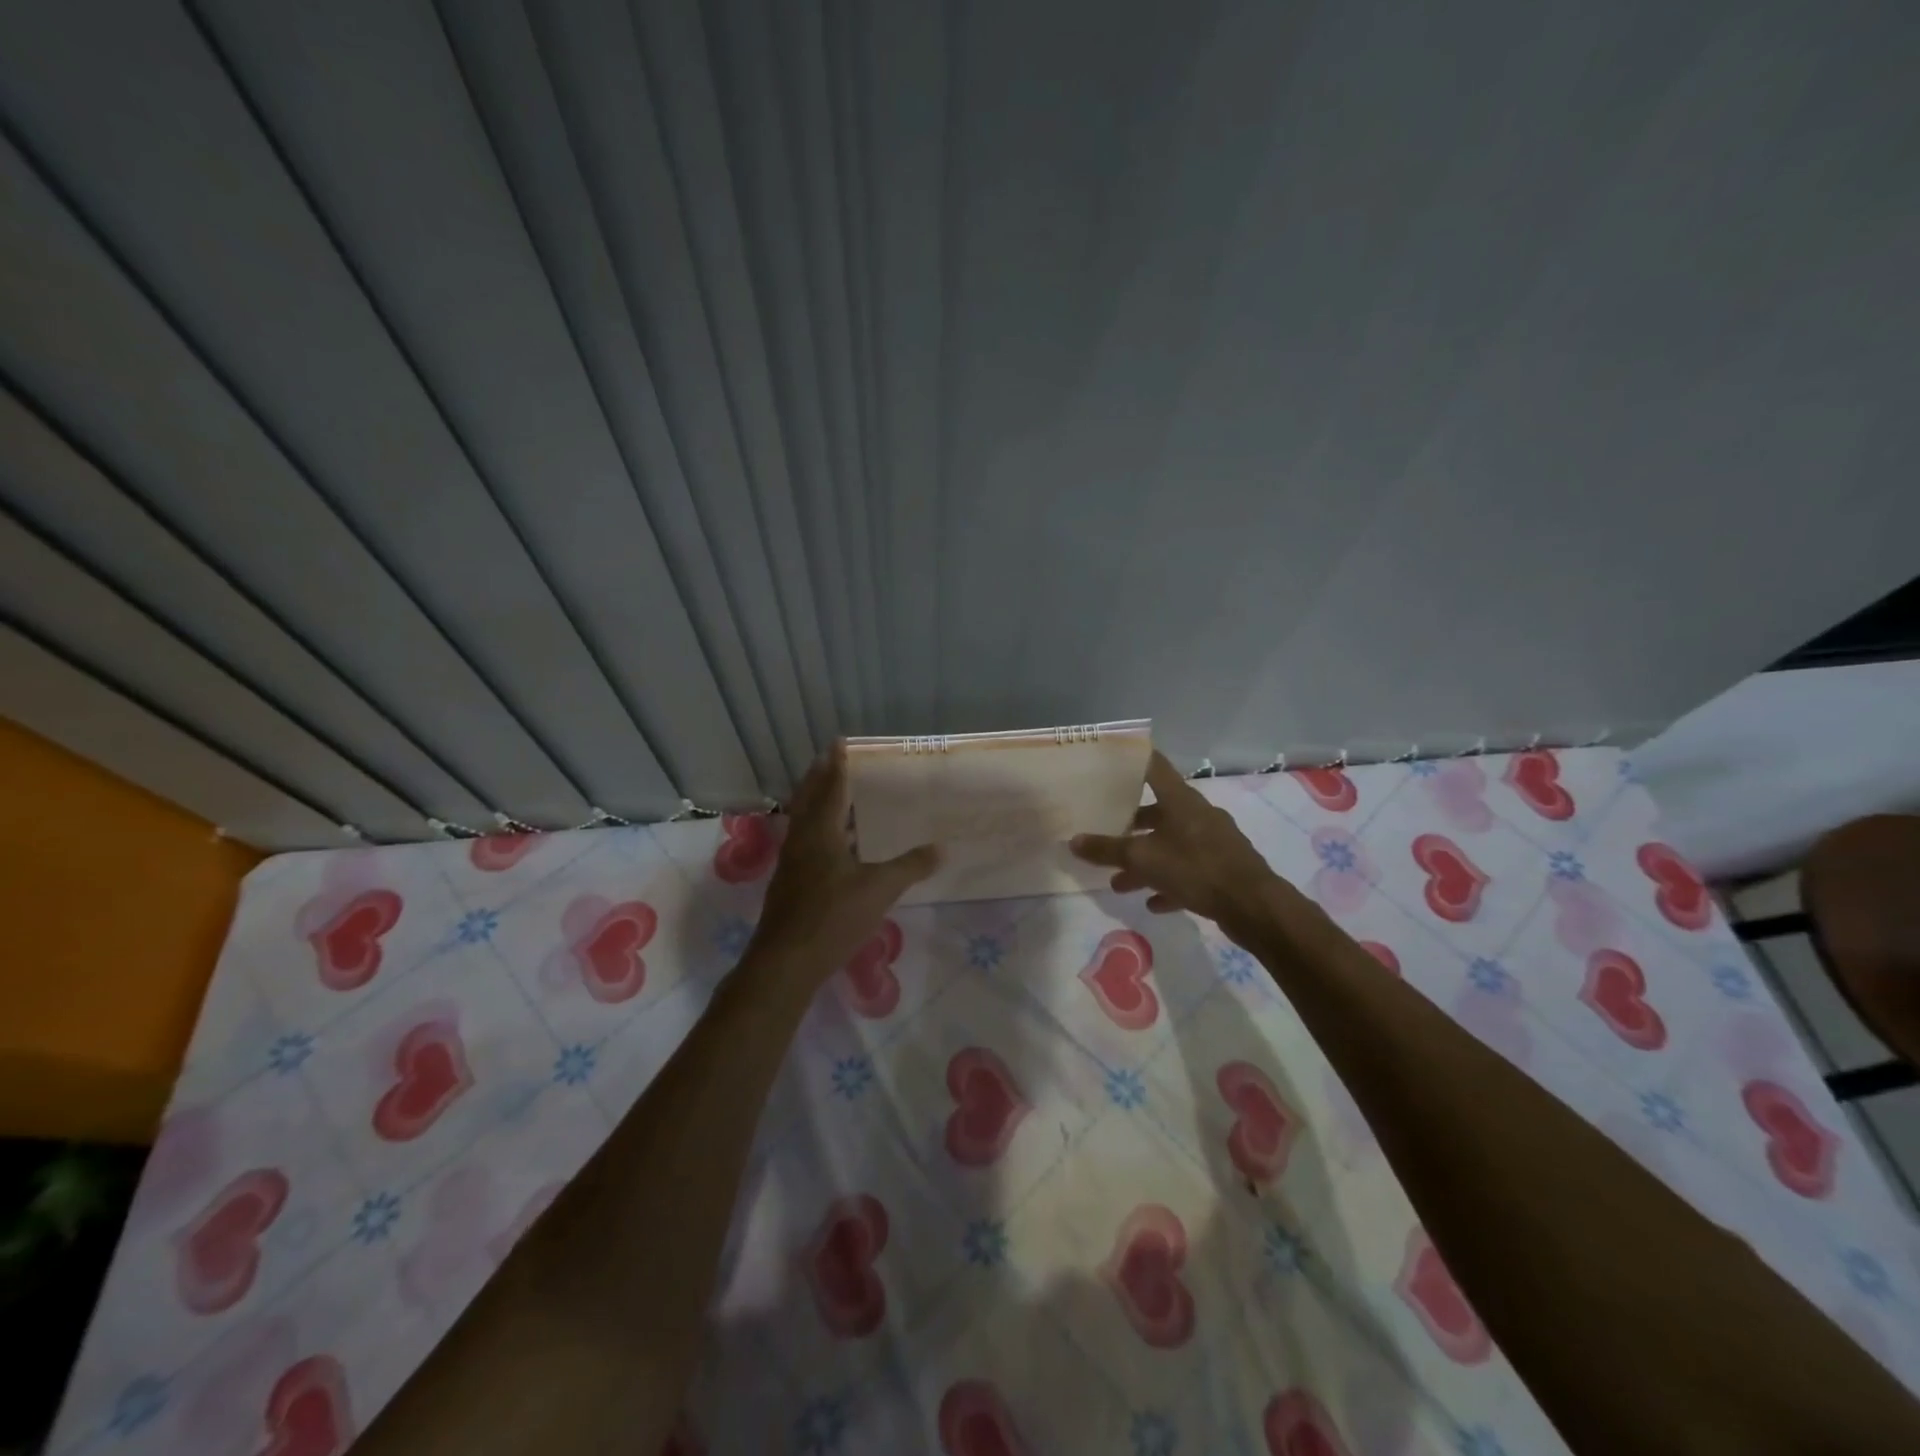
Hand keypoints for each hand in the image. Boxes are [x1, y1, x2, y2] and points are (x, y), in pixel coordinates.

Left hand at [745, 742, 939, 980]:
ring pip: (804, 822)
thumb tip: (942, 848)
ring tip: (834, 794)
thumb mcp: (880, 889)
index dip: (837, 765)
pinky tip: (834, 844)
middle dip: (819, 777)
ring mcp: (792, 863)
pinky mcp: (790, 884)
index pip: (830, 788)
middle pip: (808, 799)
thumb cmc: (832, 917)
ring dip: (816, 802)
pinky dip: (819, 830)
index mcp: (820, 832)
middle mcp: (801, 840)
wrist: (786, 962)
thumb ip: (910, 866)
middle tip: (831, 759)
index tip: (839, 742)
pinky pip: (806, 843)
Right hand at [1071, 751, 1281, 936]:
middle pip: (1158, 811)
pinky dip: (1169, 882)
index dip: (1132, 760)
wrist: (1253, 905)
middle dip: (1131, 826)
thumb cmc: (1196, 868)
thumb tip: (1073, 841)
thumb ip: (1107, 850)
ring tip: (1119, 883)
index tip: (1110, 762)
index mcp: (1180, 800)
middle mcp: (1197, 814)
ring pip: (1171, 844)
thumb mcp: (1143, 859)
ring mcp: (1213, 841)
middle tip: (1106, 834)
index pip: (1153, 766)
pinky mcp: (1223, 868)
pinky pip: (1189, 870)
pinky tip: (1153, 902)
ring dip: (1146, 861)